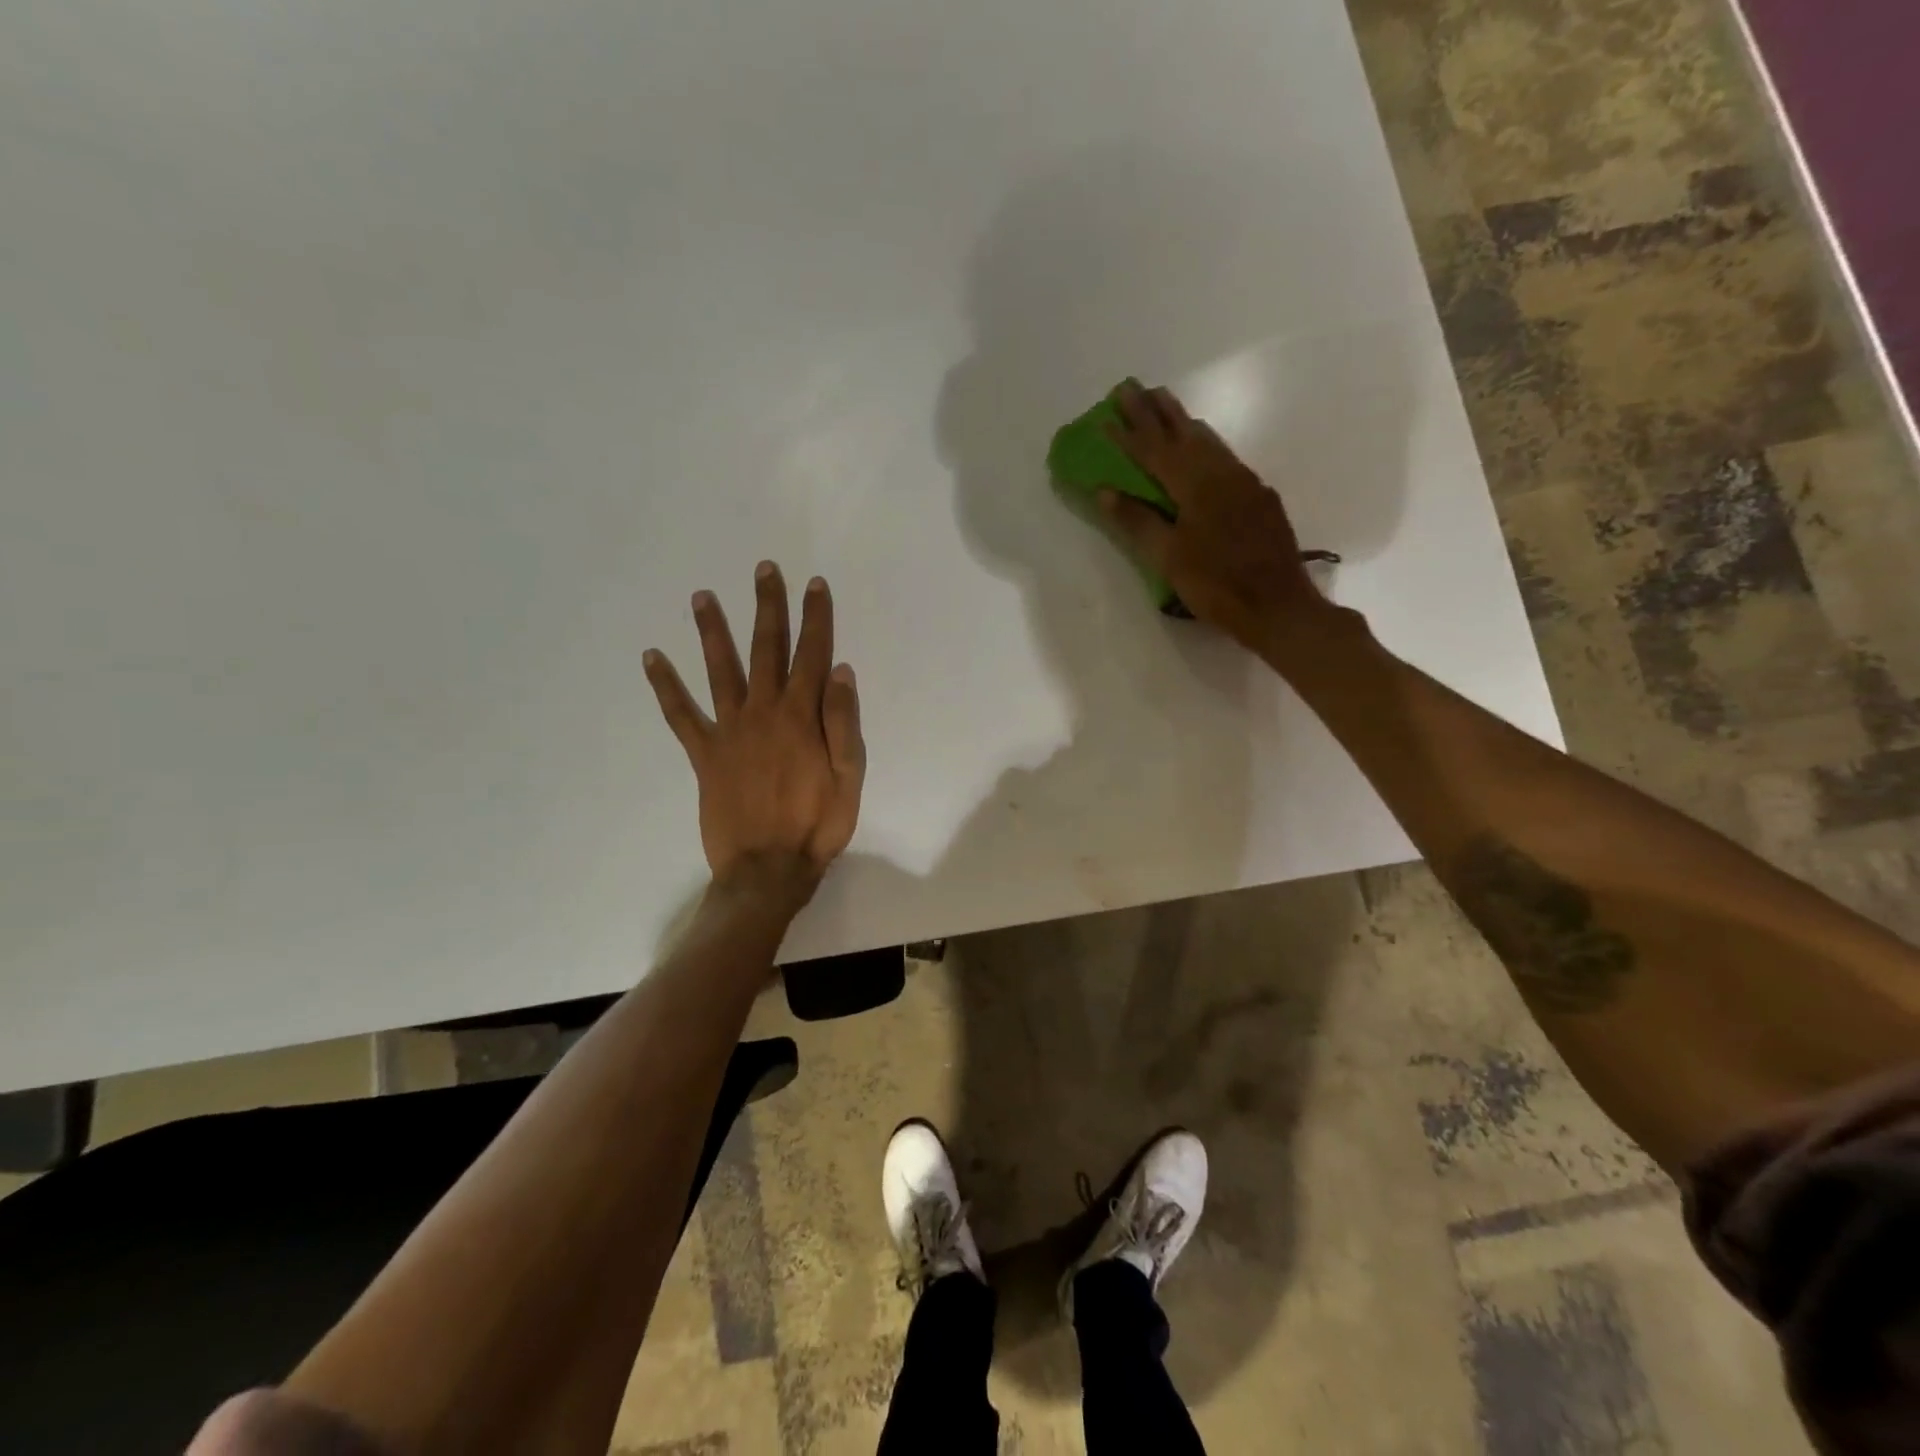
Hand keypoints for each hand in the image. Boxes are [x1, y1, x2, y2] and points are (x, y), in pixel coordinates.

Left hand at [644, 563, 864, 902]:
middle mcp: (764, 712)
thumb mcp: (850, 777)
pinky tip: (651, 658)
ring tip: (701, 596)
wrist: (768, 869)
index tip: (814, 584)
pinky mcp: (704, 754)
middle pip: (766, 649)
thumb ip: (844, 723)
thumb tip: (841, 670)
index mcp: (803, 716)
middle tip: (764, 570)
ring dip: (712, 631)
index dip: (816, 617)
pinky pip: (681, 715)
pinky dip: (665, 687)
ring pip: (720, 670)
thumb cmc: (818, 825)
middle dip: (768, 607)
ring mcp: (730, 731)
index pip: (812, 654)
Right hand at [1099, 379, 1337, 656]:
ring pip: (1208, 440)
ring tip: (1163, 403)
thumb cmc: (1217, 585)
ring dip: (1181, 421)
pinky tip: (1202, 446)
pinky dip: (1204, 443)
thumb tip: (1106, 491)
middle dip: (1155, 411)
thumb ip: (1138, 521)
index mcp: (1195, 486)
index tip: (1105, 415)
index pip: (1153, 451)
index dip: (1128, 434)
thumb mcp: (1169, 558)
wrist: (1279, 606)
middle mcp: (1222, 473)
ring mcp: (1245, 483)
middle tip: (1133, 387)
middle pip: (1183, 433)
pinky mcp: (1259, 497)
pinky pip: (1225, 456)